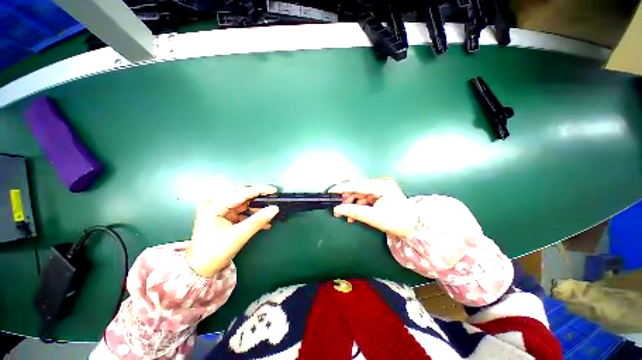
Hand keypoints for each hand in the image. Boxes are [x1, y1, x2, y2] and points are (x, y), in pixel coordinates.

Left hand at [186, 185, 279, 277]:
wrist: (200, 269)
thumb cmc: (216, 251)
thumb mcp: (239, 235)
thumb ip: (258, 220)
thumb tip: (275, 208)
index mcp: (215, 206)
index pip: (241, 193)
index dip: (259, 190)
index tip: (274, 189)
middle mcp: (216, 205)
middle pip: (242, 197)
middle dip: (259, 199)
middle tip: (274, 199)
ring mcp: (219, 211)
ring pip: (243, 205)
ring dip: (257, 209)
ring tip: (270, 212)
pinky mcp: (223, 218)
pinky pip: (241, 213)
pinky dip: (252, 217)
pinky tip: (264, 222)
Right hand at [329, 178, 418, 237]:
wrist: (413, 227)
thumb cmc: (396, 222)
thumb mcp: (373, 217)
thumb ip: (354, 211)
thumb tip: (337, 209)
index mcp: (382, 186)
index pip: (358, 185)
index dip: (343, 188)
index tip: (331, 191)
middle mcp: (381, 184)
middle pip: (358, 188)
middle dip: (346, 198)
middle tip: (337, 207)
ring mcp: (380, 188)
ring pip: (359, 194)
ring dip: (351, 203)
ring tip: (345, 214)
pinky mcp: (379, 194)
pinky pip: (364, 198)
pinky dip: (357, 205)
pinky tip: (353, 215)